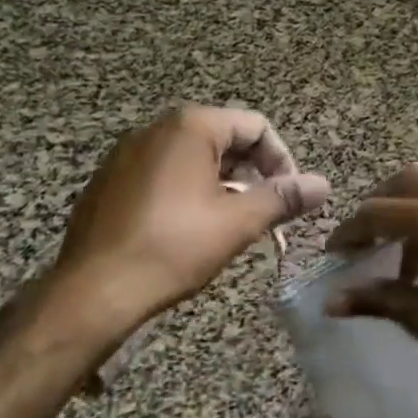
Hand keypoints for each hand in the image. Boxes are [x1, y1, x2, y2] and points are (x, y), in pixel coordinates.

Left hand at [42, 106, 330, 339]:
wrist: (94, 291)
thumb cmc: (173, 247)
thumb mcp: (239, 222)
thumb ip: (284, 198)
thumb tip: (324, 184)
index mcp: (190, 127)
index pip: (255, 126)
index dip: (282, 160)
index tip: (289, 198)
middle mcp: (155, 129)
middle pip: (223, 137)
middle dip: (252, 172)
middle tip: (263, 212)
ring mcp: (126, 154)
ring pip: (193, 157)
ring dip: (222, 183)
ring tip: (231, 223)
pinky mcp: (109, 181)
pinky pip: (162, 174)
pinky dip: (187, 191)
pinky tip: (188, 229)